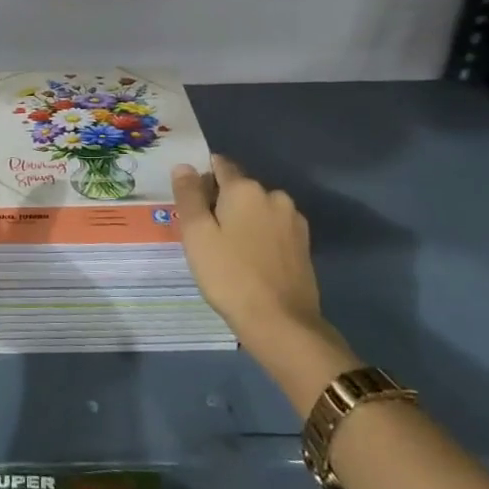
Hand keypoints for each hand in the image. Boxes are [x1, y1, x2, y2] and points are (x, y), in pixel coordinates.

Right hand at [171, 155, 343, 352]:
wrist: (281, 323)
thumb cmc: (229, 276)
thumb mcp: (197, 234)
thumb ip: (189, 195)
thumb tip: (185, 166)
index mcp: (245, 189)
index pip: (220, 165)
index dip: (202, 179)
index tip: (190, 202)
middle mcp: (274, 195)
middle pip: (239, 188)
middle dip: (221, 202)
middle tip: (204, 235)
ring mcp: (293, 220)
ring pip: (258, 209)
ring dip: (242, 220)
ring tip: (227, 251)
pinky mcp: (304, 244)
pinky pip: (273, 228)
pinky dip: (259, 236)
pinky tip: (250, 261)